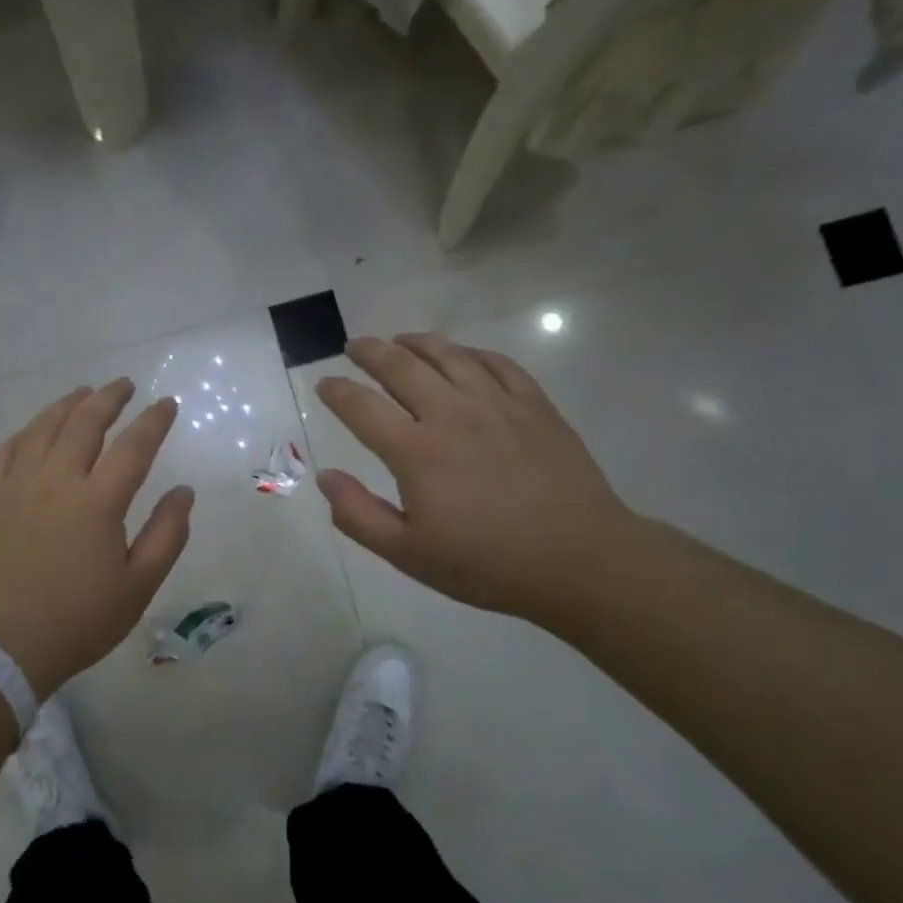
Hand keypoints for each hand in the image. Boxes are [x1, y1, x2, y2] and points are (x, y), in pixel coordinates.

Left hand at [0, 380, 193, 696]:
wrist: (1, 647)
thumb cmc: (78, 621)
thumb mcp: (138, 586)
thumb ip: (166, 535)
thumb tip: (183, 491)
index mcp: (97, 502)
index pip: (133, 446)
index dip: (153, 420)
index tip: (166, 404)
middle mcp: (55, 481)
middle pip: (84, 422)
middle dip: (108, 397)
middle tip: (124, 385)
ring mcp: (16, 487)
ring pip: (42, 428)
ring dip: (67, 404)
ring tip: (83, 394)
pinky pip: (5, 451)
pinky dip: (25, 433)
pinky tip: (34, 431)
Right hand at [314, 333, 635, 624]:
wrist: (578, 559)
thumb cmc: (486, 563)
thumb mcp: (408, 554)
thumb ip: (358, 515)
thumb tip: (325, 477)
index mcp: (416, 451)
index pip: (362, 407)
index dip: (336, 392)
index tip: (324, 384)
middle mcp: (451, 414)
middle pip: (401, 367)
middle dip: (370, 352)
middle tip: (354, 347)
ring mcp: (496, 404)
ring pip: (449, 355)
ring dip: (417, 342)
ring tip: (401, 339)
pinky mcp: (534, 405)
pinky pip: (496, 363)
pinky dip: (470, 352)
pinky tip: (462, 355)